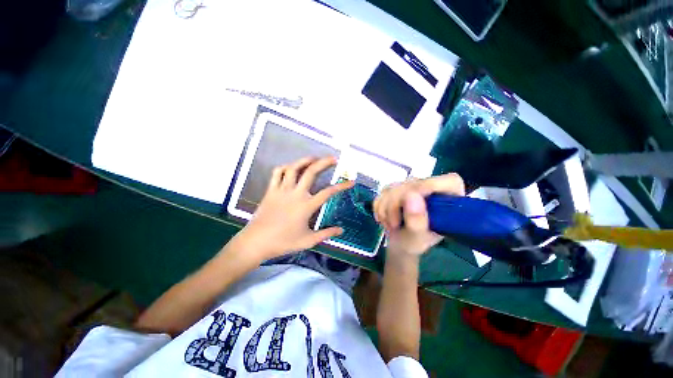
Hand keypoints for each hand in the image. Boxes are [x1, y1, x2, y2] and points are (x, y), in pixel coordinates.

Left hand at [236, 156, 353, 260]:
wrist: (256, 242)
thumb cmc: (283, 242)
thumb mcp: (308, 241)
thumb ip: (326, 233)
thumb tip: (341, 230)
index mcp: (306, 206)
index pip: (328, 192)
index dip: (342, 186)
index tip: (351, 182)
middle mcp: (295, 194)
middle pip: (311, 172)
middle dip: (324, 163)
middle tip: (333, 158)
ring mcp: (282, 190)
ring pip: (293, 168)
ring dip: (305, 160)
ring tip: (314, 158)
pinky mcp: (271, 190)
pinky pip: (277, 173)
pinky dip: (285, 167)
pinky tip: (291, 168)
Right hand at [373, 174, 464, 256]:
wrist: (397, 243)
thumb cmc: (413, 243)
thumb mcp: (417, 239)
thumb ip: (417, 221)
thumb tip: (411, 195)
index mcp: (449, 200)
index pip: (448, 181)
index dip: (430, 187)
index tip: (411, 200)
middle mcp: (431, 188)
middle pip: (412, 184)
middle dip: (396, 205)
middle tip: (394, 225)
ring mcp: (412, 186)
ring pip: (393, 187)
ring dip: (385, 209)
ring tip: (391, 225)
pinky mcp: (396, 187)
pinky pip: (383, 191)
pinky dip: (379, 207)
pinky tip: (385, 218)